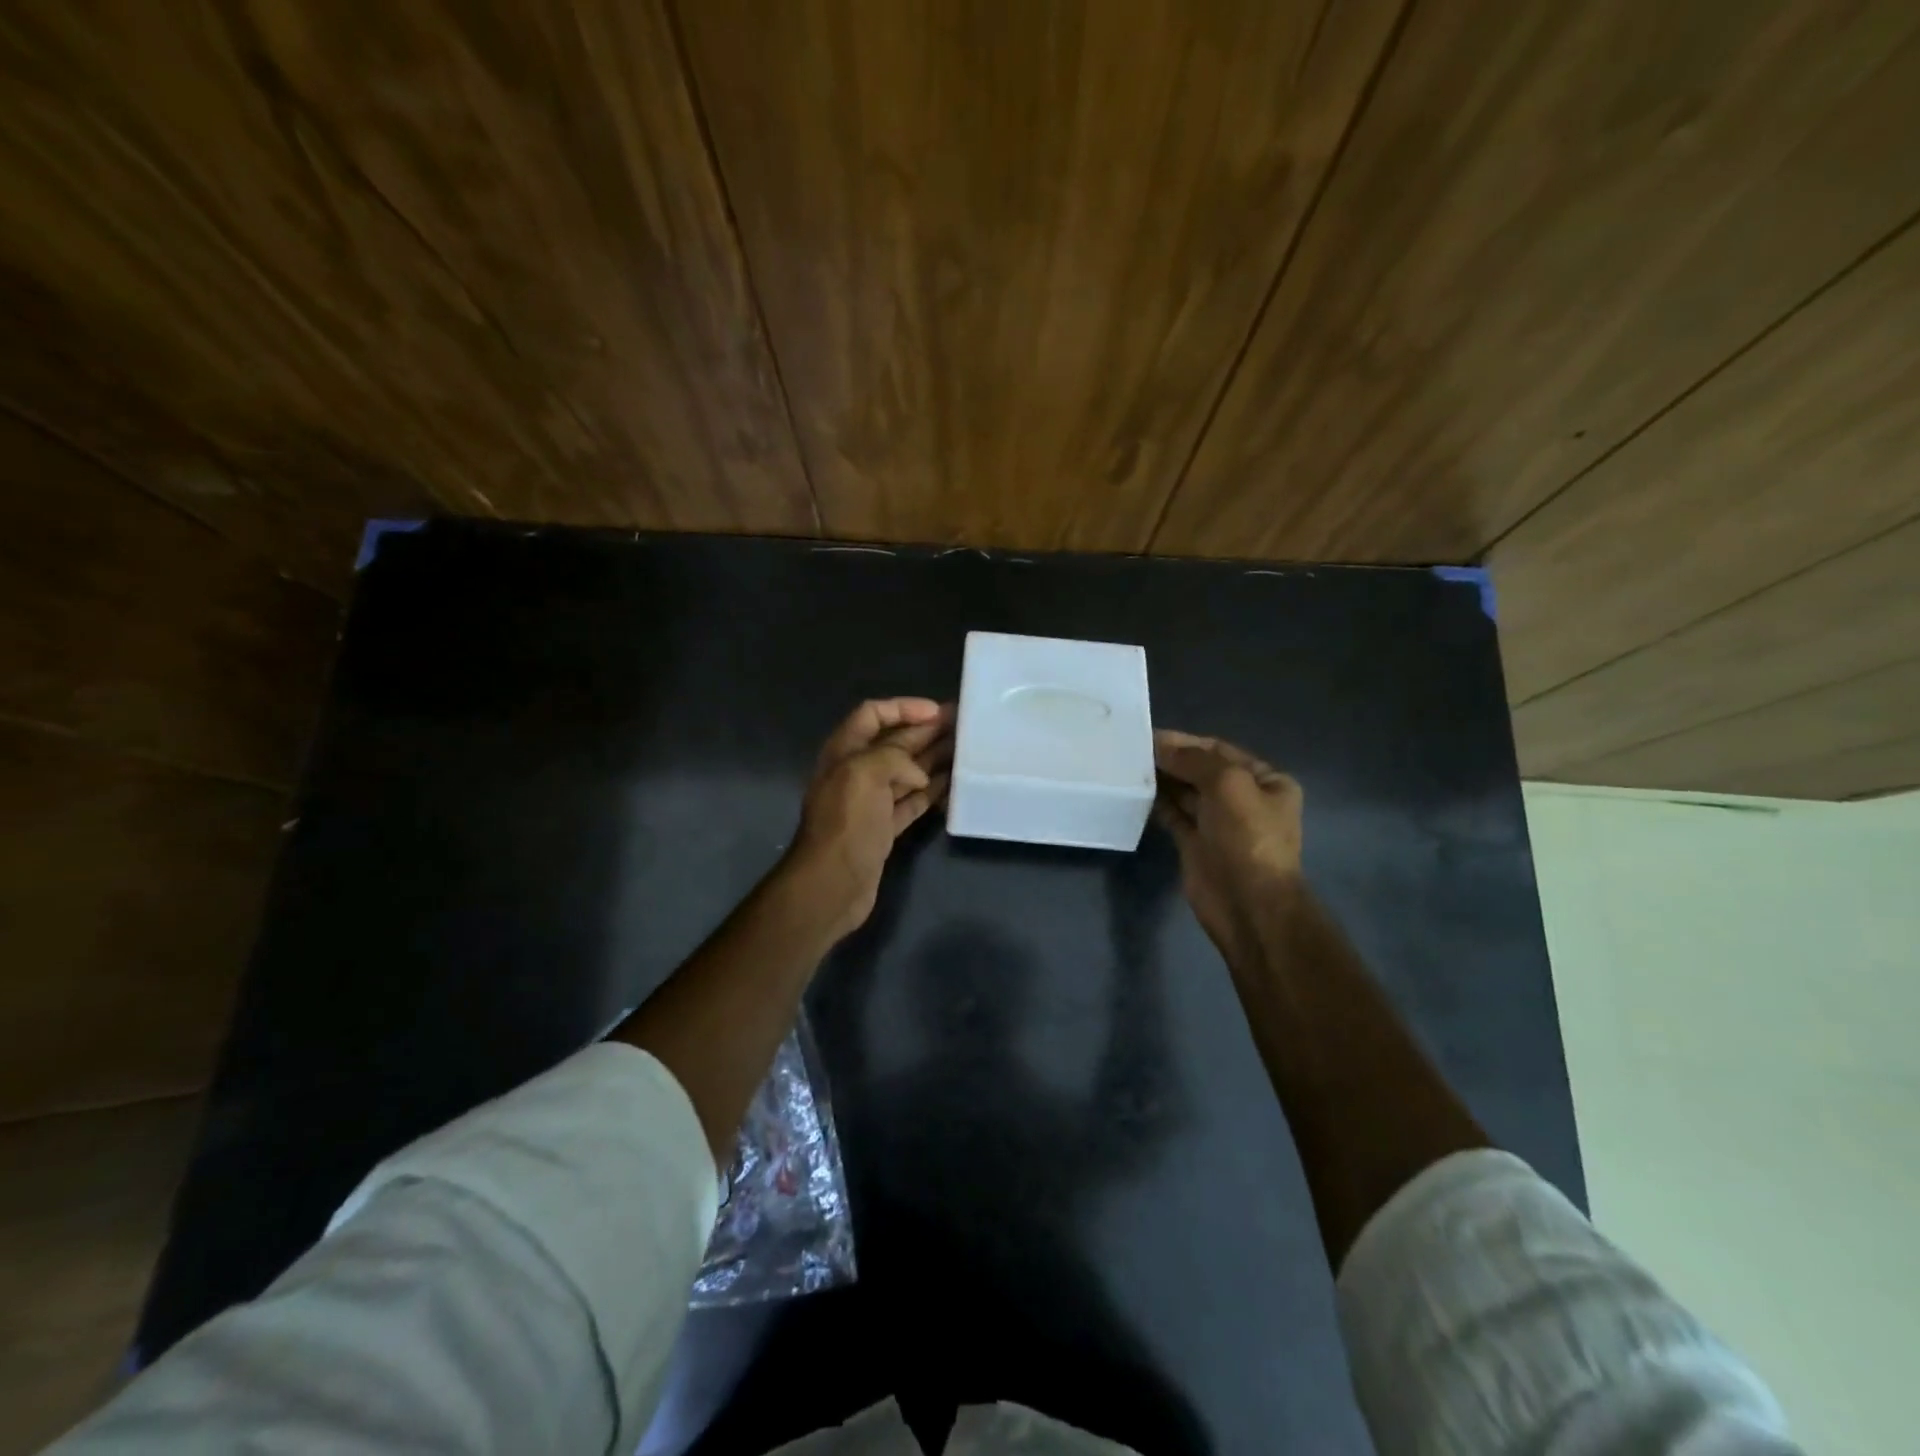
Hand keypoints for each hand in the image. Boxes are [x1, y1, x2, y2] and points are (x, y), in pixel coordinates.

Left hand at [782, 697, 953, 938]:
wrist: (832, 883)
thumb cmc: (846, 822)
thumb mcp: (864, 773)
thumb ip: (894, 757)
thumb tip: (919, 774)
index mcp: (844, 751)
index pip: (872, 714)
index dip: (903, 707)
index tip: (937, 711)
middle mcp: (856, 772)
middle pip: (894, 742)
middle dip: (926, 730)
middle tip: (962, 724)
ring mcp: (871, 802)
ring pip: (906, 772)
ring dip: (933, 758)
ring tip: (965, 749)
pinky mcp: (884, 828)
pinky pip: (912, 801)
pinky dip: (931, 791)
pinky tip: (954, 783)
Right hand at [1153, 730, 1303, 957]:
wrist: (1247, 904)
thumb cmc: (1247, 838)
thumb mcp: (1228, 784)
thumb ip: (1194, 760)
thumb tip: (1161, 747)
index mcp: (1265, 781)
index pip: (1219, 751)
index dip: (1186, 741)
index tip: (1150, 736)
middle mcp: (1243, 799)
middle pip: (1200, 770)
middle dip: (1171, 759)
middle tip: (1132, 749)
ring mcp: (1218, 823)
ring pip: (1184, 792)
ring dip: (1161, 779)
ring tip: (1128, 766)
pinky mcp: (1195, 844)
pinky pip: (1173, 815)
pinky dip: (1156, 803)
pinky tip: (1136, 792)